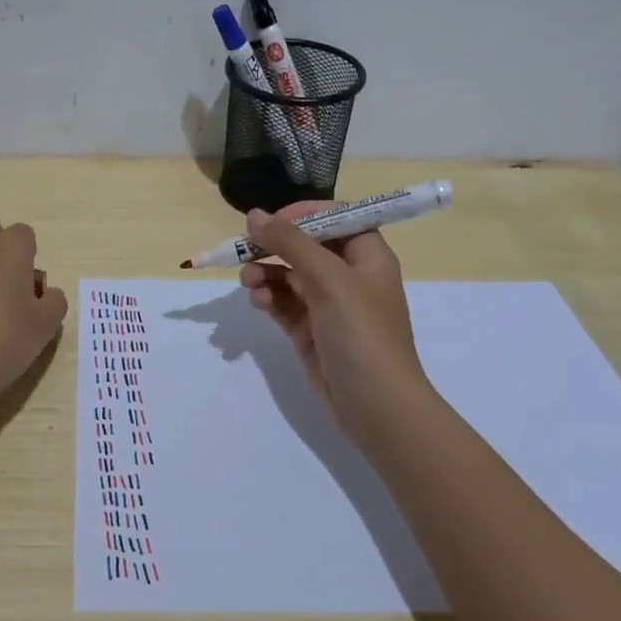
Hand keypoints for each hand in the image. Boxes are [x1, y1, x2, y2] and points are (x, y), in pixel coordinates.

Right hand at [239, 201, 431, 450]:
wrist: (376, 406)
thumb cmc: (361, 333)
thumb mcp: (328, 279)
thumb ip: (290, 243)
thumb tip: (254, 214)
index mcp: (367, 256)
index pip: (336, 218)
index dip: (304, 214)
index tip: (273, 221)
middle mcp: (349, 276)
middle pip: (306, 246)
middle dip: (275, 246)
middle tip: (245, 249)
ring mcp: (328, 305)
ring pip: (289, 275)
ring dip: (266, 272)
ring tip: (248, 281)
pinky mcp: (310, 330)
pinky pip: (283, 303)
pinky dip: (268, 298)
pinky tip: (258, 301)